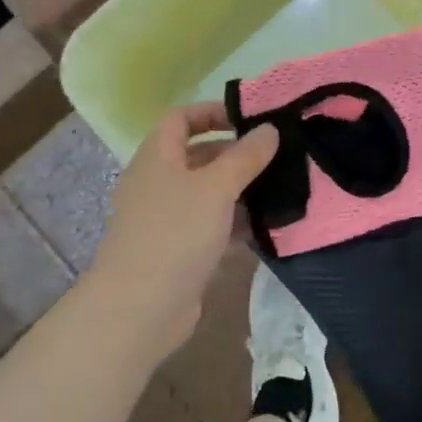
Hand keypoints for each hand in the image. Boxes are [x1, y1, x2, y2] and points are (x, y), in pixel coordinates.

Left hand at [86, 104, 278, 362]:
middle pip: (198, 155)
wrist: (140, 309)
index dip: (213, 112)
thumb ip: (246, 155)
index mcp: (158, 158)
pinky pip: (211, 227)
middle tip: (278, 156)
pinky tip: (267, 228)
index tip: (251, 120)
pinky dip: (235, 224)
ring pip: (208, 194)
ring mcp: (167, 219)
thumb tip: (269, 128)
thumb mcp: (217, 187)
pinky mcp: (179, 252)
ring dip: (241, 191)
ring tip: (282, 189)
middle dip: (237, 154)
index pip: (181, 118)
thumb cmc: (175, 233)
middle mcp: (159, 183)